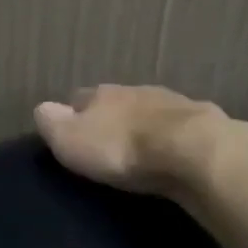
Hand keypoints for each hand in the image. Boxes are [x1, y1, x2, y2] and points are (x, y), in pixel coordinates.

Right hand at [34, 84, 247, 193]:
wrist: (194, 152)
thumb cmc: (124, 148)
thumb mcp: (73, 141)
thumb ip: (54, 124)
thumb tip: (42, 109)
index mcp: (103, 94)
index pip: (80, 98)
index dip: (74, 114)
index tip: (71, 133)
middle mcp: (137, 91)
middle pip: (118, 103)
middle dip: (113, 119)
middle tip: (108, 145)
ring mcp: (174, 104)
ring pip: (151, 113)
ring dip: (146, 127)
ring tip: (143, 152)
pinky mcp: (205, 124)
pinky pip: (181, 130)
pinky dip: (175, 140)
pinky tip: (176, 156)